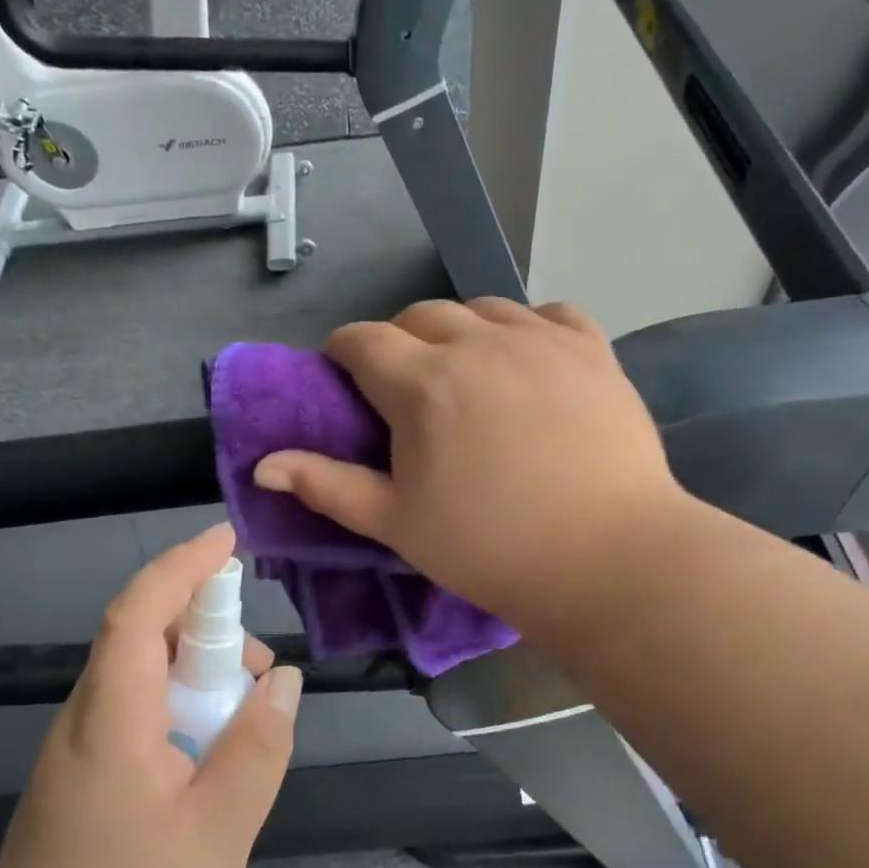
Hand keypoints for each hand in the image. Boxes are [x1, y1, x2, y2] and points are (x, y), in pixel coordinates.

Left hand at [0, 523, 301, 867]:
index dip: (182, 566)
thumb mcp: (218, 834)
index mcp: (113, 719)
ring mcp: (81, 738)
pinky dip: (183, 697)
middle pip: (143, 631)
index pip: (140, 613)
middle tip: (261, 669)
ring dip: (200, 666)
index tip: (228, 541)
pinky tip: (214, 743)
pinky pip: (139, 701)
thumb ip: (257, 750)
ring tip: (248, 712)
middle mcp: (88, 712)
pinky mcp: (86, 762)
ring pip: (144, 667)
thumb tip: (285, 680)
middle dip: (208, 623)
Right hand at [252, 298, 683, 641]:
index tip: (346, 381)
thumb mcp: (395, 523)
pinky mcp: (592, 349)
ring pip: (483, 308)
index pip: (362, 340)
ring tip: (468, 374)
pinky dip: (527, 328)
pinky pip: (549, 314)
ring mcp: (541, 339)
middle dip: (399, 342)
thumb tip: (262, 465)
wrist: (606, 559)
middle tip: (407, 390)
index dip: (344, 355)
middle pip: (420, 315)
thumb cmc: (489, 547)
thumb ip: (326, 485)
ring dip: (461, 332)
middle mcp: (478, 342)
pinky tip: (528, 361)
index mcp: (422, 382)